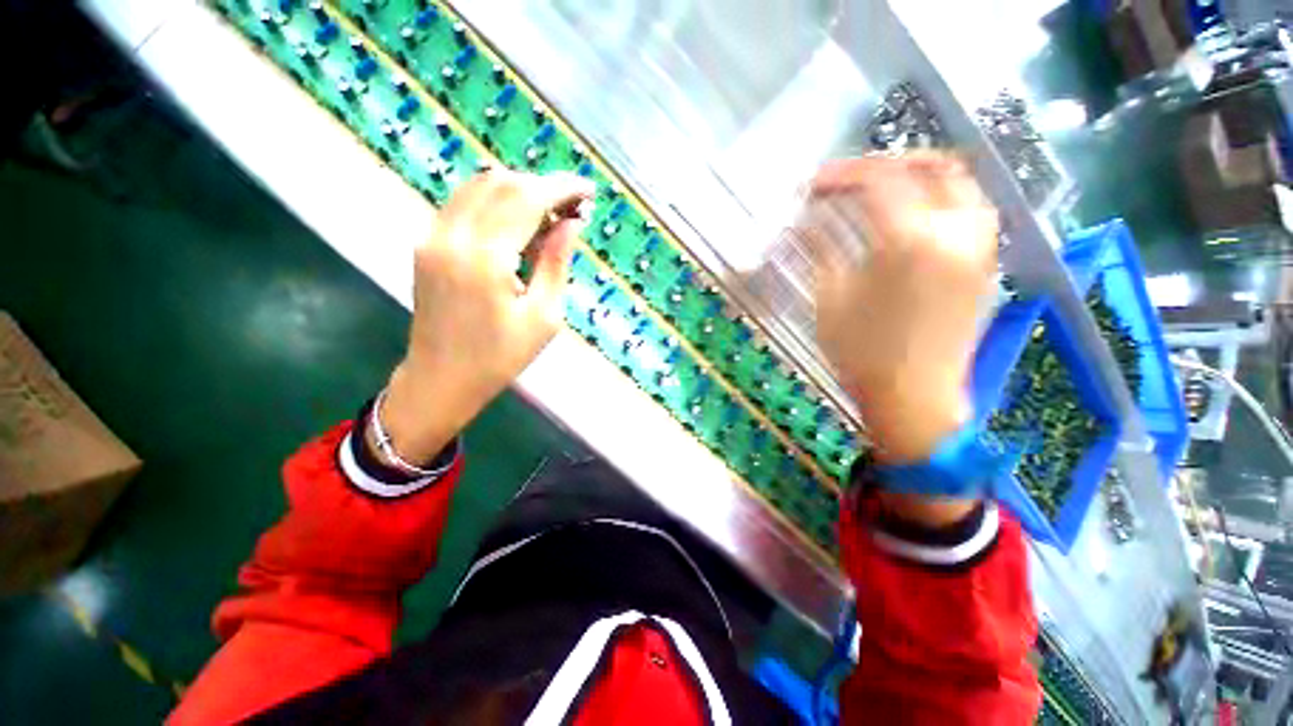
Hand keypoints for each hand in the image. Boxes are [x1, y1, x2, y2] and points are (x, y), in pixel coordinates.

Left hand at [378, 170, 592, 463]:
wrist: (441, 379)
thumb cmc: (500, 357)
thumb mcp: (543, 317)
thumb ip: (556, 263)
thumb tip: (573, 223)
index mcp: (485, 259)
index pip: (527, 198)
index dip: (562, 187)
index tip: (588, 190)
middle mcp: (453, 236)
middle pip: (501, 182)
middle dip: (543, 186)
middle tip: (572, 207)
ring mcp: (433, 236)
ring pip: (479, 185)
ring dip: (519, 190)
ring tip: (549, 214)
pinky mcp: (427, 242)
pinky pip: (464, 203)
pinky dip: (496, 202)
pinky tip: (517, 223)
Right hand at [810, 155, 996, 469]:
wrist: (914, 396)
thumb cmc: (861, 353)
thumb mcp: (829, 298)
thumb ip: (821, 249)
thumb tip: (805, 220)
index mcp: (908, 241)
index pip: (877, 180)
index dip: (841, 174)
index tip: (813, 184)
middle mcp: (955, 231)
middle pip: (929, 165)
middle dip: (885, 163)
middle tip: (850, 180)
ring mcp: (980, 246)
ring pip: (960, 182)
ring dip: (919, 174)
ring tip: (883, 191)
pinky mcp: (987, 263)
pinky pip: (972, 209)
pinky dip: (941, 197)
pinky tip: (913, 216)